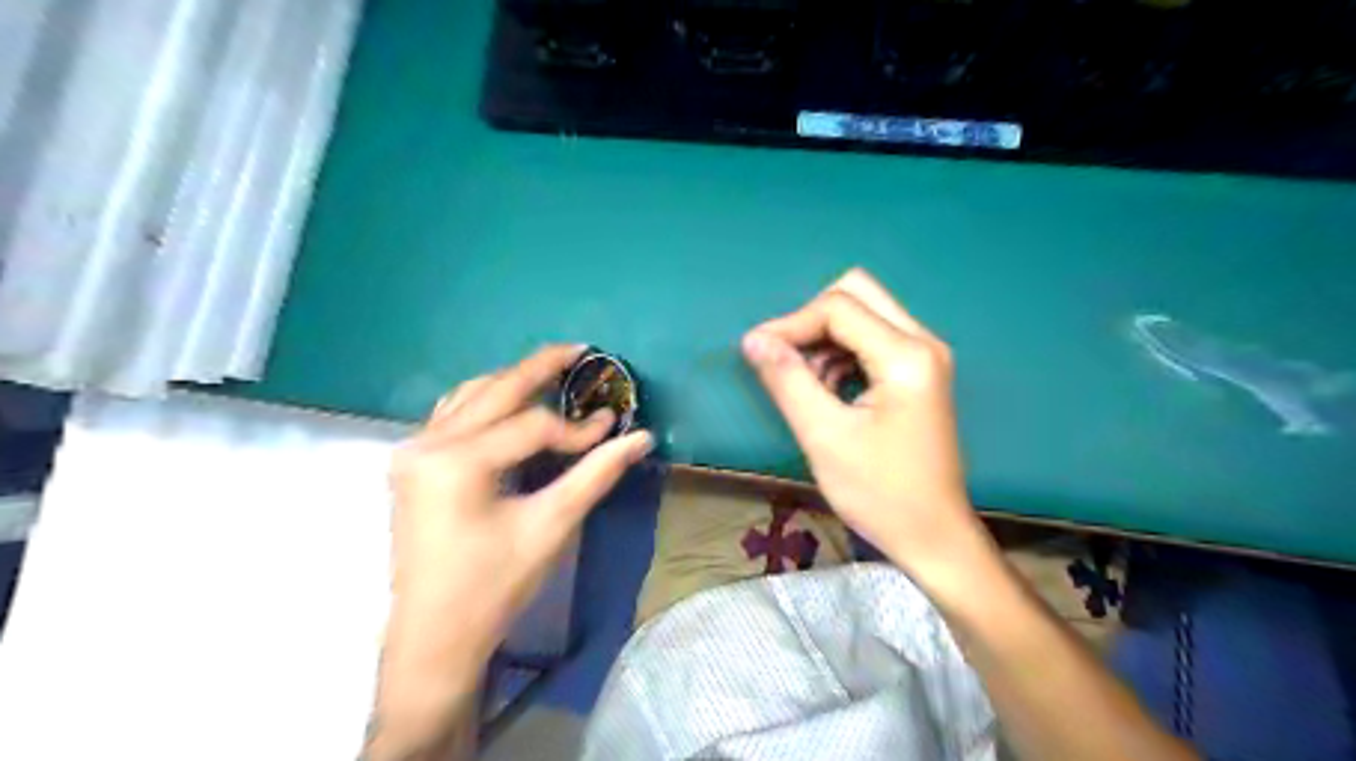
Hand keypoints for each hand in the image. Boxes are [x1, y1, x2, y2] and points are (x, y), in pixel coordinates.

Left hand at [369, 346, 651, 756]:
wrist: (434, 636)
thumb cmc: (493, 586)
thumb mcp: (551, 526)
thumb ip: (596, 475)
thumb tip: (641, 437)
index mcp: (457, 462)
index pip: (532, 426)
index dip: (577, 427)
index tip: (612, 426)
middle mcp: (427, 444)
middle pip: (494, 390)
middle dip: (540, 368)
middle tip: (579, 350)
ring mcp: (413, 451)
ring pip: (469, 395)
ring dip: (511, 381)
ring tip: (551, 370)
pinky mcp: (412, 464)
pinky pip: (452, 413)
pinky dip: (485, 400)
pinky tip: (509, 401)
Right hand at [741, 271, 985, 584]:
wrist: (932, 536)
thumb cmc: (880, 493)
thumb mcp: (824, 436)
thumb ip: (787, 380)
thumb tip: (753, 339)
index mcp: (906, 356)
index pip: (837, 308)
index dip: (790, 324)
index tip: (757, 353)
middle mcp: (923, 342)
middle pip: (856, 293)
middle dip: (810, 320)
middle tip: (785, 359)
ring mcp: (925, 356)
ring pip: (863, 313)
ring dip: (825, 338)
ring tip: (805, 384)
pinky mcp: (918, 372)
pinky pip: (871, 338)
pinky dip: (841, 353)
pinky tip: (828, 390)